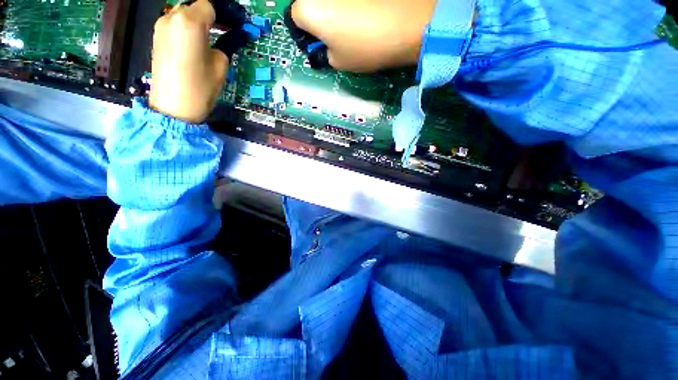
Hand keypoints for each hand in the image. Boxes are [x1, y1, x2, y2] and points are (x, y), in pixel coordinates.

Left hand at [149, 0, 227, 122]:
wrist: (173, 107)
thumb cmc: (200, 87)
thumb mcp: (221, 67)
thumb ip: (223, 46)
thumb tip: (223, 39)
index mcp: (190, 22)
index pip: (209, 5)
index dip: (223, 15)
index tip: (233, 25)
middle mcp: (172, 17)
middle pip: (194, 7)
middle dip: (210, 16)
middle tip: (224, 31)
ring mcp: (161, 26)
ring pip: (183, 15)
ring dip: (197, 23)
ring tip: (208, 40)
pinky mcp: (156, 37)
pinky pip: (175, 25)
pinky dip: (186, 30)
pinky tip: (193, 45)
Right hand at [290, 0, 435, 72]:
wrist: (406, 24)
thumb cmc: (365, 47)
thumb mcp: (338, 62)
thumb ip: (324, 54)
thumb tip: (325, 47)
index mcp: (307, 8)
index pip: (295, 19)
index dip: (306, 34)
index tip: (319, 44)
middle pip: (311, 4)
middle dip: (319, 20)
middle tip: (335, 36)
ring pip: (330, 1)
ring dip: (335, 11)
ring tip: (353, 25)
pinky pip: (347, 0)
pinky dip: (350, 6)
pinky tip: (364, 13)